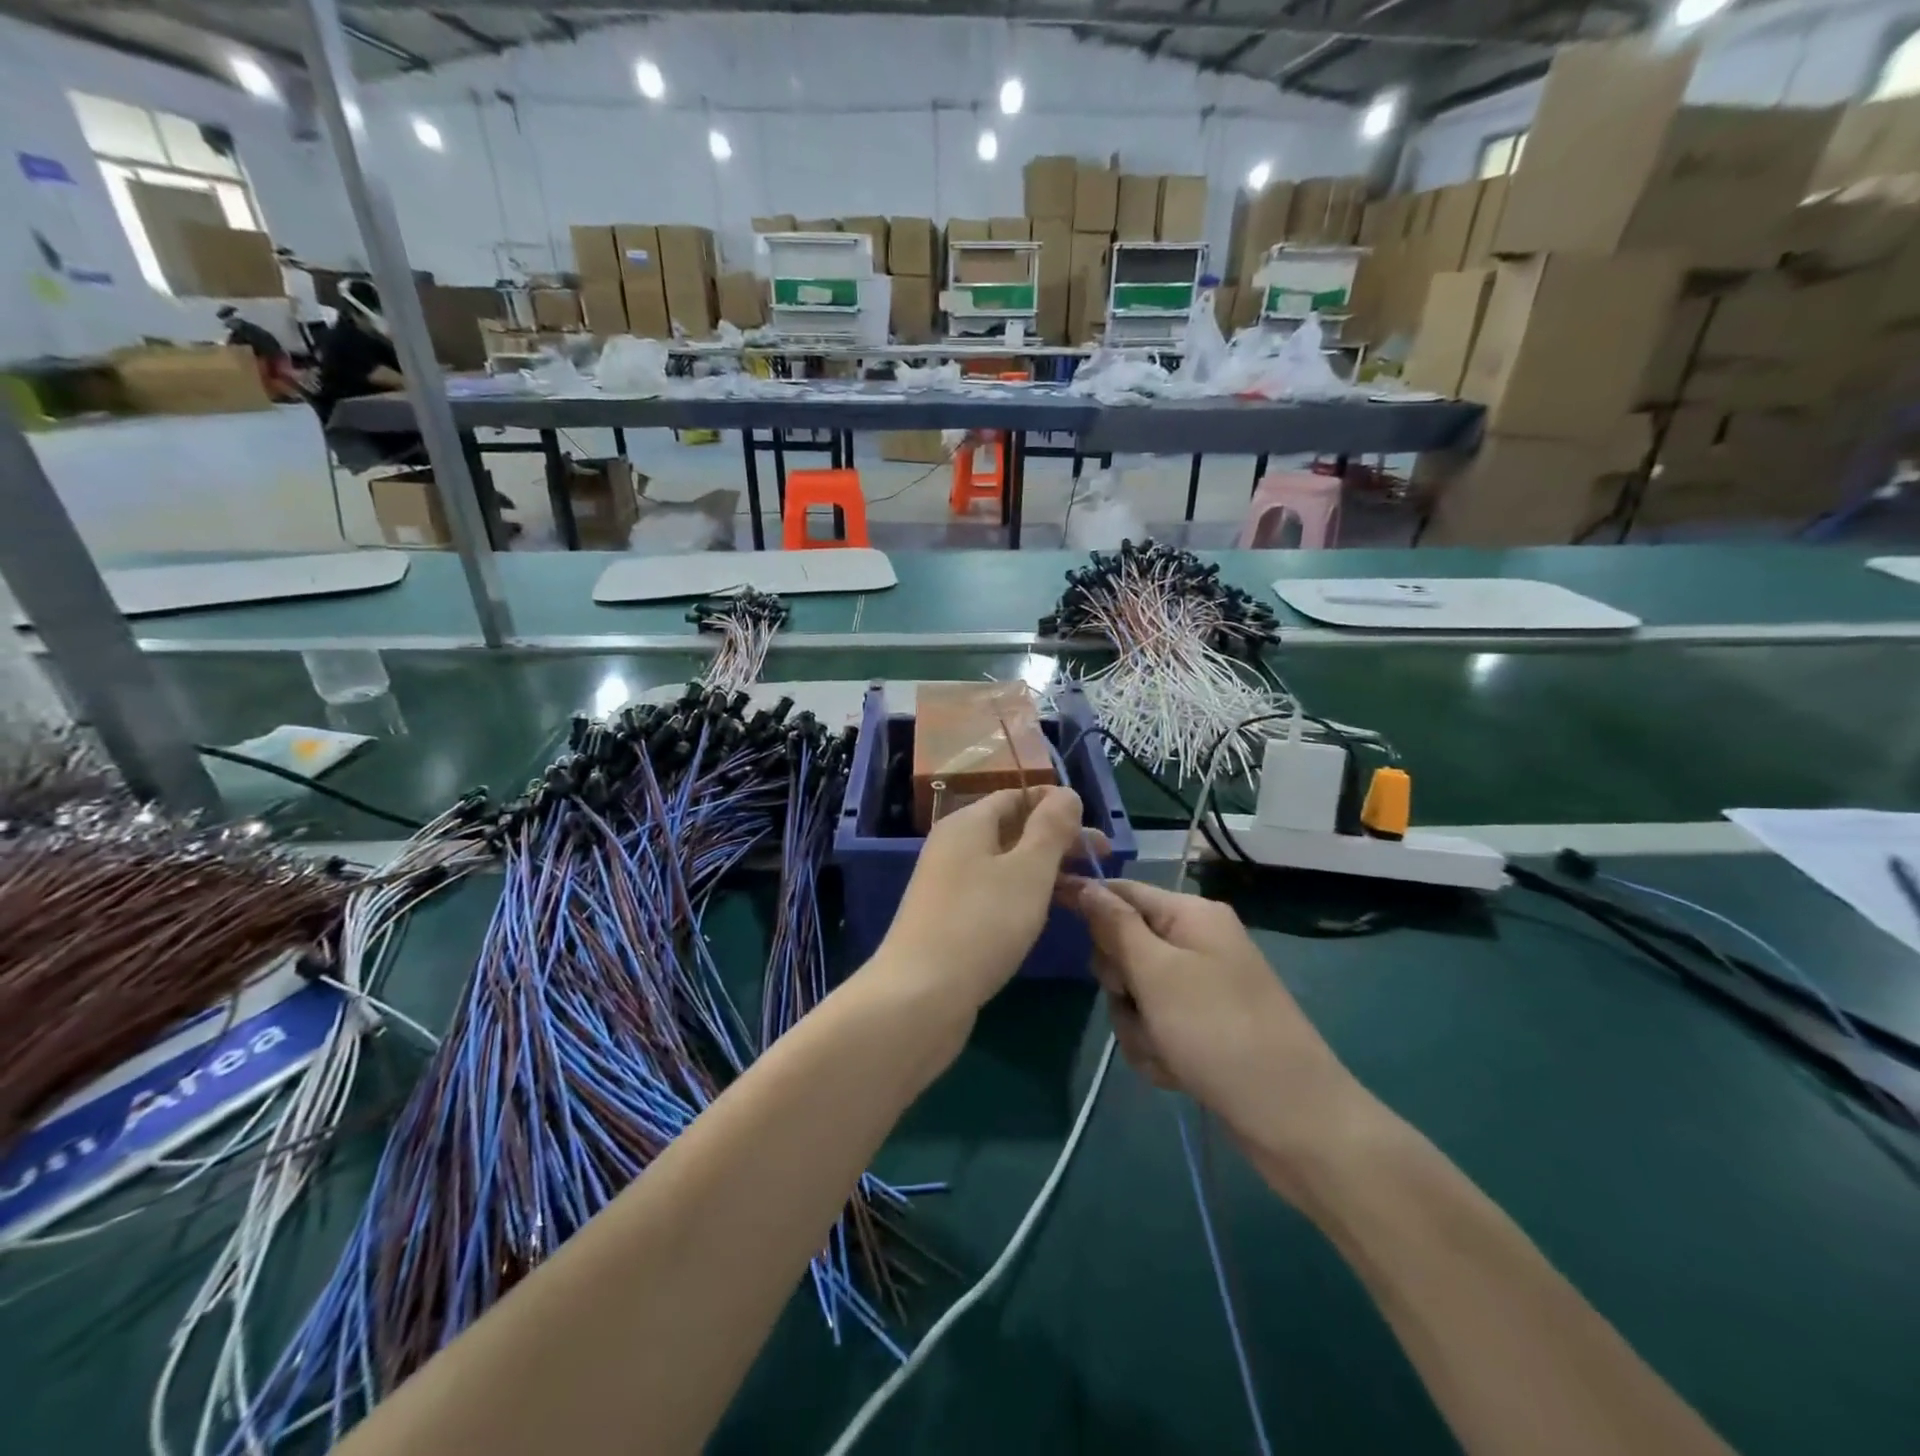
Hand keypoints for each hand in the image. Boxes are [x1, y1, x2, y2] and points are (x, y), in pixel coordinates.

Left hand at [875, 787, 1090, 1014]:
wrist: (920, 995)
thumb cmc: (982, 923)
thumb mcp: (1028, 870)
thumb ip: (1051, 828)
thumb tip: (1066, 793)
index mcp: (968, 823)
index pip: (1017, 795)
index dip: (1057, 805)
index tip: (1094, 831)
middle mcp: (953, 845)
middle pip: (1013, 829)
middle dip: (1058, 841)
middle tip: (1101, 862)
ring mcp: (948, 883)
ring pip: (1005, 864)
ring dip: (1044, 870)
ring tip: (1083, 892)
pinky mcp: (949, 917)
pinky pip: (993, 892)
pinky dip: (1023, 895)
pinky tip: (1044, 915)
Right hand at [1061, 877, 1376, 1197]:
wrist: (1294, 1119)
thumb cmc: (1219, 1032)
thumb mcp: (1157, 973)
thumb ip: (1115, 926)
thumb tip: (1084, 884)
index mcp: (1191, 915)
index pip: (1122, 891)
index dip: (1086, 903)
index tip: (1048, 913)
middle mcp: (1197, 943)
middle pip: (1124, 946)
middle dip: (1121, 984)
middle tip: (1138, 1004)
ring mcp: (1202, 987)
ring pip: (1135, 994)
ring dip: (1137, 1026)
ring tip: (1165, 1051)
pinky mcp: (1204, 1027)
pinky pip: (1156, 1026)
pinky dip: (1157, 1048)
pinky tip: (1177, 1072)